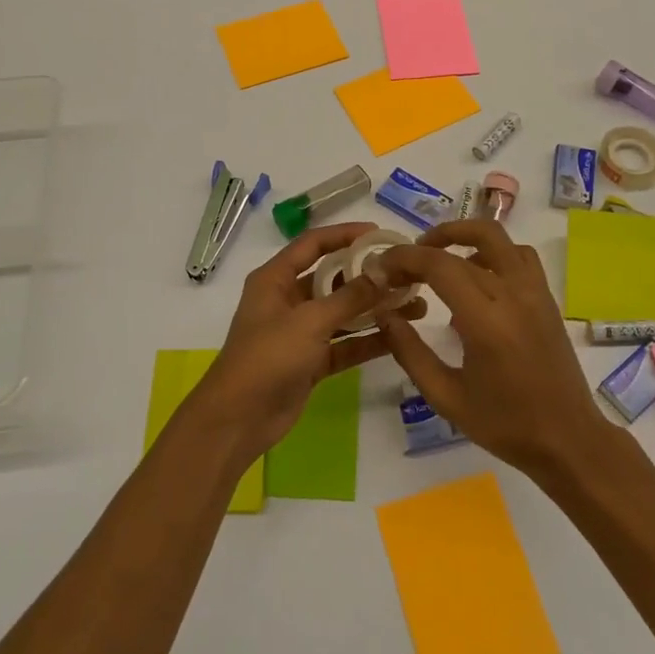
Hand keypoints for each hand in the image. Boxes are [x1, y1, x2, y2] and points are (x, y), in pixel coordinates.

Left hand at [186, 222, 425, 464]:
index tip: (379, 234)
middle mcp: (288, 300)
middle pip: (333, 278)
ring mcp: (300, 332)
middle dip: (368, 276)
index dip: (344, 235)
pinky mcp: (311, 362)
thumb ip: (349, 297)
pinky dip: (368, 340)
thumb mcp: (309, 321)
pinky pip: (345, 343)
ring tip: (415, 305)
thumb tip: (384, 272)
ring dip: (375, 309)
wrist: (239, 420)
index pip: (313, 244)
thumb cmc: (267, 357)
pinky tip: (400, 336)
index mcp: (275, 279)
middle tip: (407, 274)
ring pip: (343, 313)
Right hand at [374, 219, 610, 477]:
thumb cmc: (505, 425)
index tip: (381, 268)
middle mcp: (513, 295)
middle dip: (423, 249)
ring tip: (436, 258)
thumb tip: (384, 314)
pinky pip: (518, 255)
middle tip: (401, 267)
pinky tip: (475, 275)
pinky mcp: (547, 297)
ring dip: (461, 236)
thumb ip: (410, 352)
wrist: (568, 440)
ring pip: (496, 236)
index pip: (438, 265)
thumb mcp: (446, 397)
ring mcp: (535, 292)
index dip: (404, 258)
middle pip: (461, 247)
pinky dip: (491, 251)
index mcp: (486, 322)